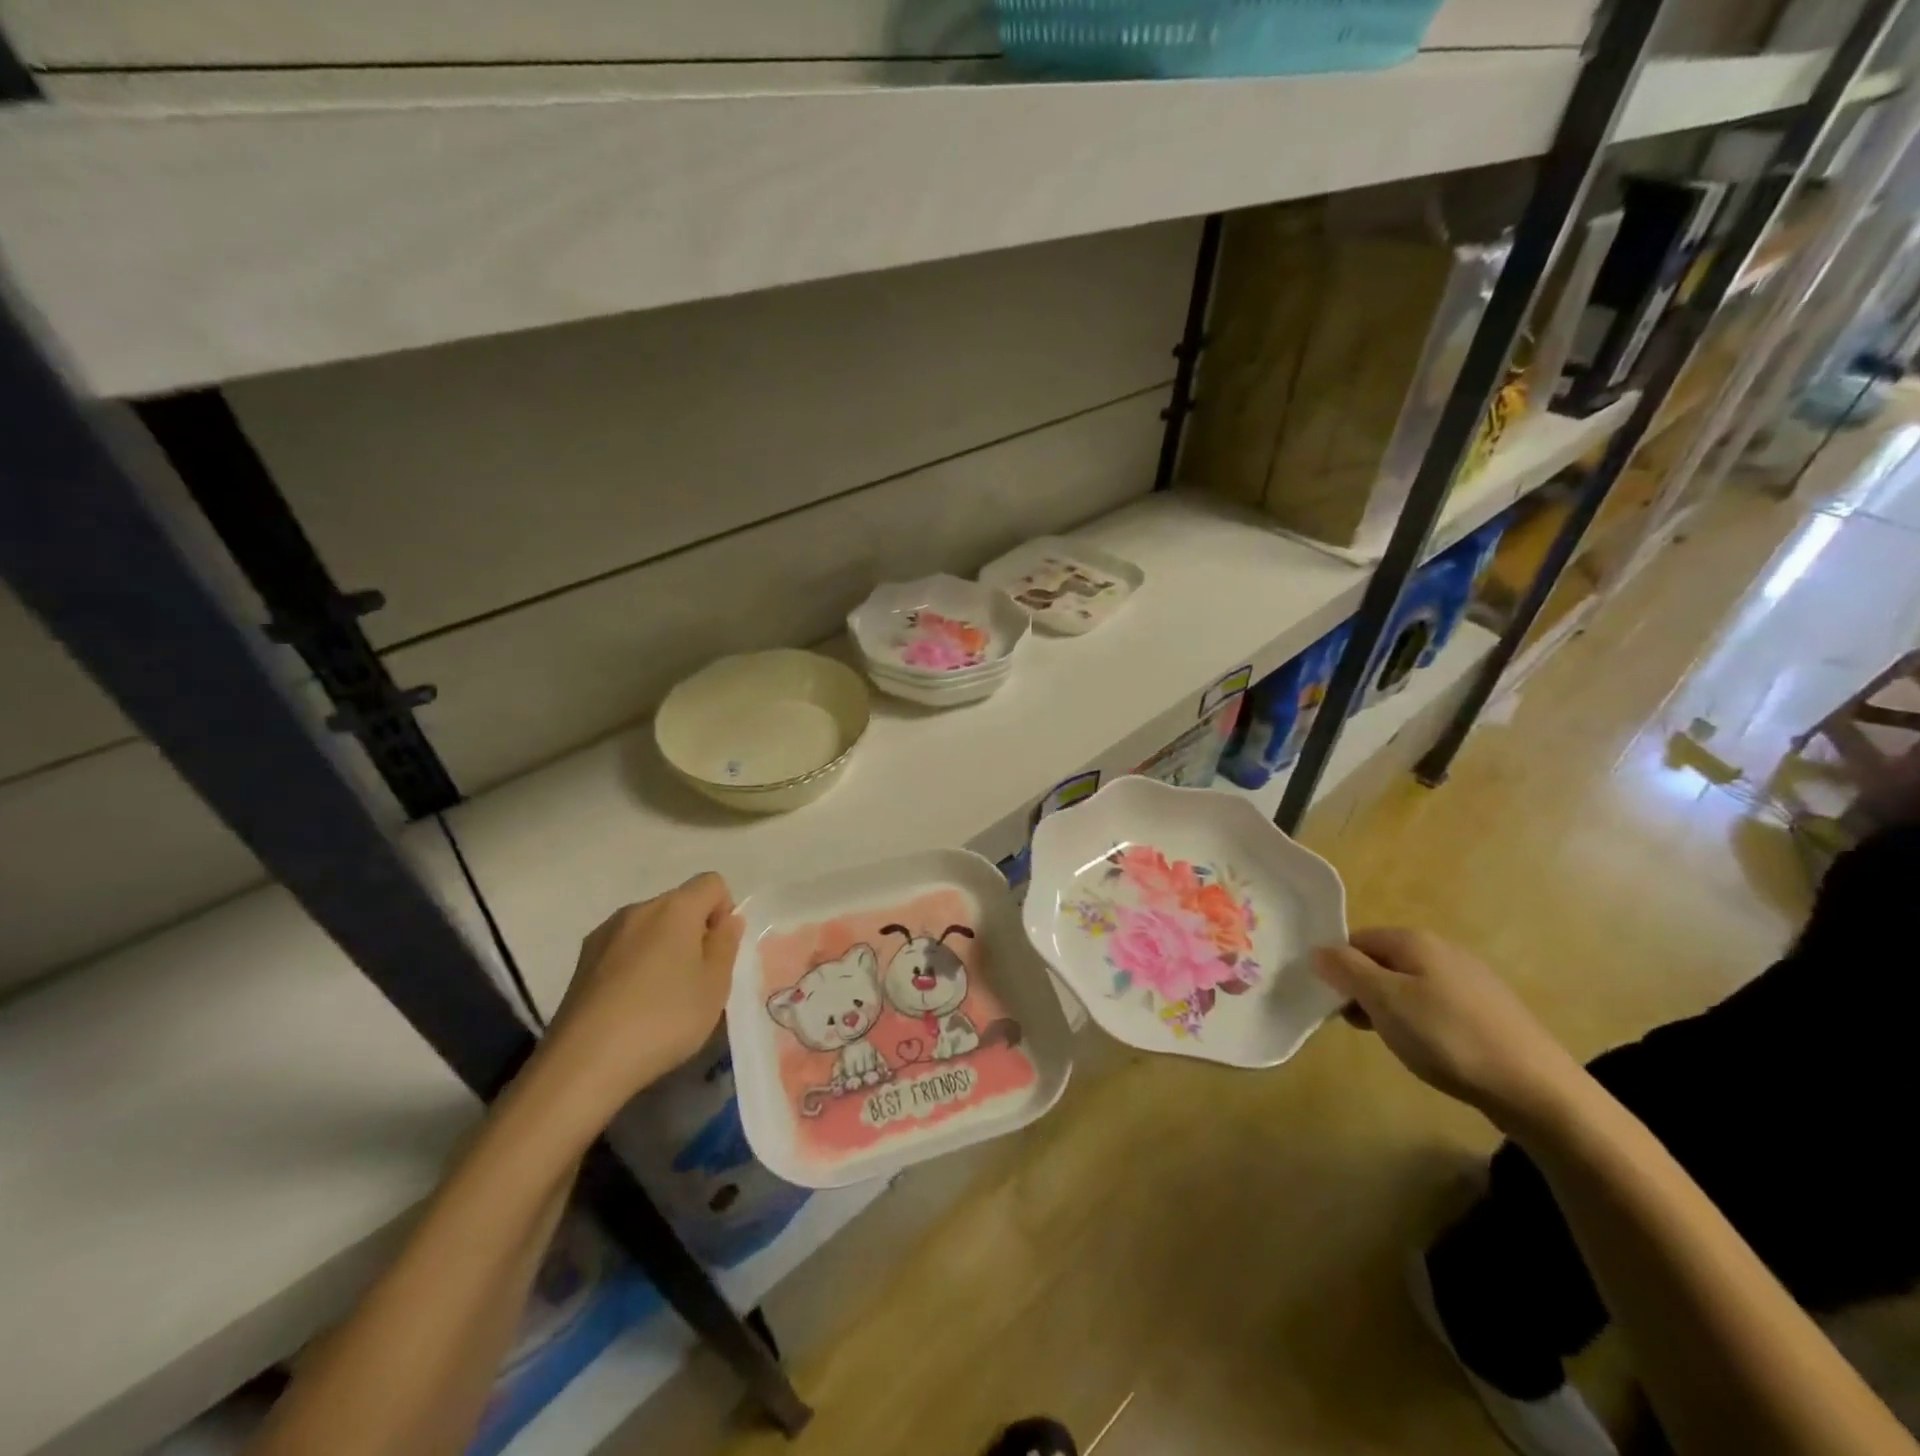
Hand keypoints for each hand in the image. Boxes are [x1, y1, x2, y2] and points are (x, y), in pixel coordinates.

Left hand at [525, 873, 744, 1132]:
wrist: (582, 1065)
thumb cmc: (663, 1019)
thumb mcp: (714, 986)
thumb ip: (726, 945)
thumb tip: (726, 921)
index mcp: (674, 908)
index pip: (712, 883)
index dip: (724, 912)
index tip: (718, 953)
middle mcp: (637, 909)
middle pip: (679, 904)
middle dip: (694, 932)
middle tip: (696, 981)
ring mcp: (604, 934)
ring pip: (650, 928)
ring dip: (664, 949)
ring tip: (662, 998)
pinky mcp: (582, 962)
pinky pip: (624, 949)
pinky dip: (636, 966)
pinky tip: (632, 1006)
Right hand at [1313, 927, 1586, 1135]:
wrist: (1536, 1089)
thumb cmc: (1447, 1037)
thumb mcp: (1384, 1001)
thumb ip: (1346, 970)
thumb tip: (1318, 950)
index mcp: (1413, 940)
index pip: (1354, 940)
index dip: (1338, 969)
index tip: (1335, 1005)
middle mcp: (1442, 949)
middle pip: (1381, 961)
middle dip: (1363, 990)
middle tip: (1361, 1026)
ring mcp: (1469, 978)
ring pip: (1408, 984)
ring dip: (1390, 1008)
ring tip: (1395, 1041)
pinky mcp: (1488, 1009)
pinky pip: (1435, 1004)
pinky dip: (1421, 1021)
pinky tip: (1430, 1049)